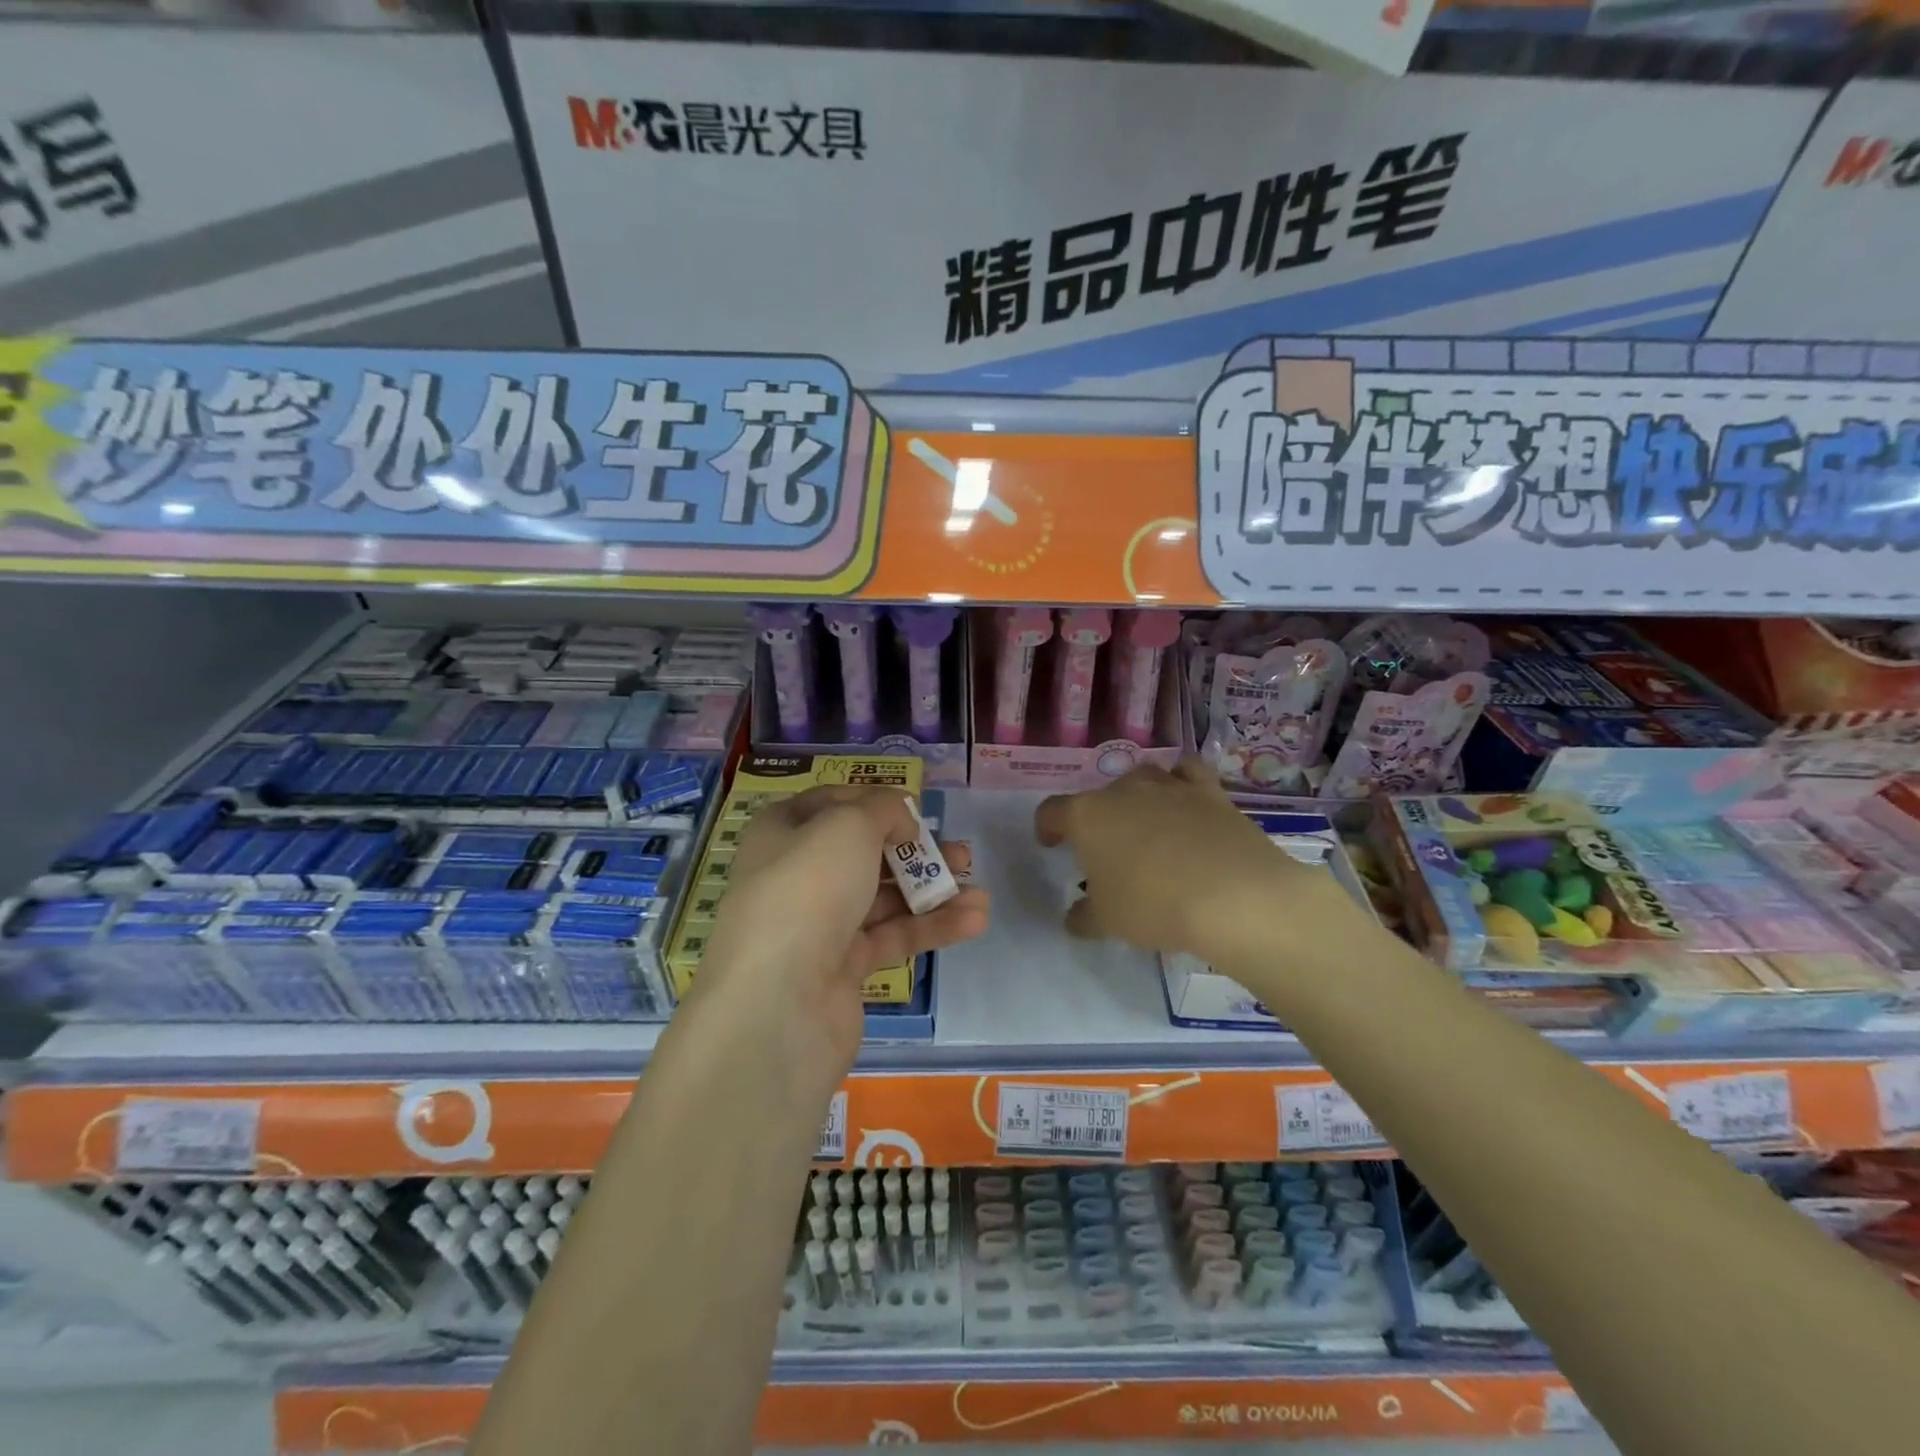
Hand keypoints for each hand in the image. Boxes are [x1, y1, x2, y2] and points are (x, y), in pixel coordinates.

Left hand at [697, 786, 989, 1066]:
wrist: (780, 1001)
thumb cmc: (809, 889)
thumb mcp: (848, 825)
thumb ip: (883, 809)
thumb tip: (901, 822)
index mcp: (783, 832)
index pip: (832, 805)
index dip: (874, 802)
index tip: (914, 810)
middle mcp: (798, 875)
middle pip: (866, 854)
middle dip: (916, 851)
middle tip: (960, 855)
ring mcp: (820, 925)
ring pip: (885, 899)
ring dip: (933, 892)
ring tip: (980, 892)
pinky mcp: (844, 968)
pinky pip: (893, 937)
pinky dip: (931, 928)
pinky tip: (974, 920)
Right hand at [1035, 759, 1361, 968]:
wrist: (1232, 895)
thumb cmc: (1153, 905)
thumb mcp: (1107, 921)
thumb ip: (1084, 916)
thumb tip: (1075, 917)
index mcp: (1086, 816)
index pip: (1052, 812)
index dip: (1047, 827)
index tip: (1051, 844)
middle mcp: (1123, 790)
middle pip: (1098, 796)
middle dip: (1098, 819)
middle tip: (1107, 852)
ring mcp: (1168, 785)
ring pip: (1141, 778)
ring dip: (1137, 798)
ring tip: (1146, 826)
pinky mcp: (1209, 790)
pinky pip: (1187, 773)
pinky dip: (1181, 782)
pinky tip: (1184, 801)